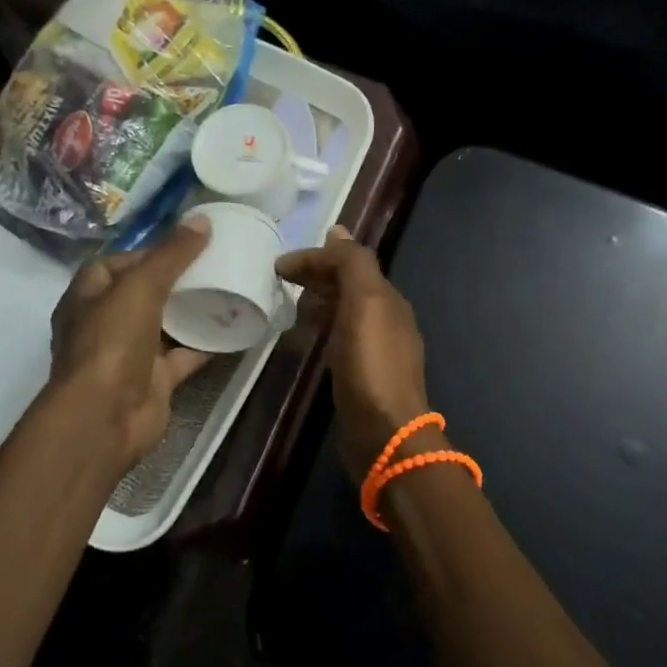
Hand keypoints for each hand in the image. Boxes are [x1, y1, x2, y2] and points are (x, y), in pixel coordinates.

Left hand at [33, 219, 213, 476]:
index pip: (114, 264)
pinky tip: (233, 327)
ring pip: (164, 325)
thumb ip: (172, 254)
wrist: (106, 416)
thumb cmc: (111, 342)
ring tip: (226, 288)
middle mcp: (105, 324)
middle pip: (142, 293)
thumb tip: (201, 220)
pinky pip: (184, 355)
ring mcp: (129, 354)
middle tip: (212, 263)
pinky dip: (206, 343)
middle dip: (174, 280)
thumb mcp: (140, 286)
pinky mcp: (154, 379)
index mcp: (87, 298)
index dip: (145, 252)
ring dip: (191, 310)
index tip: (183, 245)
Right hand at [278, 226, 430, 480]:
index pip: (351, 261)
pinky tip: (305, 336)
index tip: (278, 266)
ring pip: (344, 310)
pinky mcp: (361, 375)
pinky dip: (322, 327)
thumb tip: (337, 231)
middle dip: (318, 275)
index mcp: (388, 299)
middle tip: (280, 278)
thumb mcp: (365, 304)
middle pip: (349, 284)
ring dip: (319, 300)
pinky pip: (339, 338)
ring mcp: (375, 349)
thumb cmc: (371, 366)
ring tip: (288, 302)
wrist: (385, 435)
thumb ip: (352, 265)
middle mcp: (386, 319)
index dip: (316, 257)